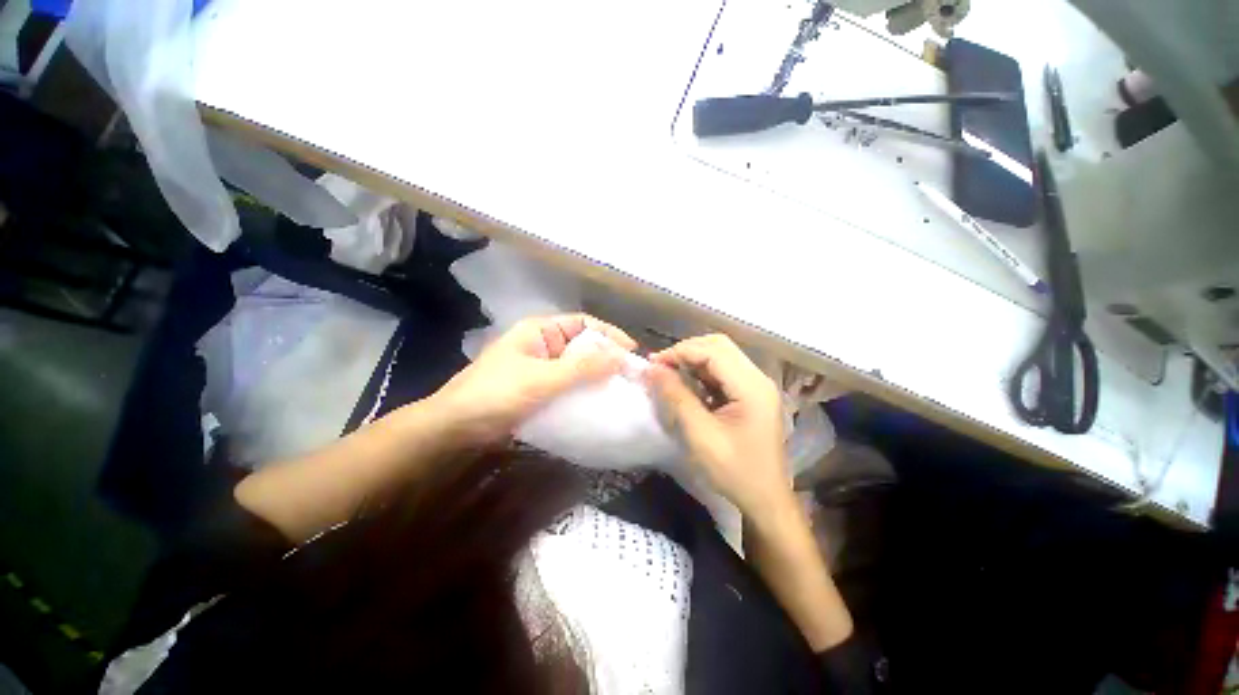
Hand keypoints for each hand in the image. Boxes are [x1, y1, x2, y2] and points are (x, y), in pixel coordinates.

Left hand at [430, 314, 636, 446]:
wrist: (454, 429)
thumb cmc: (496, 395)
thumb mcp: (542, 379)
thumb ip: (582, 367)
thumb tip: (621, 357)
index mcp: (539, 331)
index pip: (583, 323)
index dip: (609, 334)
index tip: (631, 351)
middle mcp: (542, 345)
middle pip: (581, 345)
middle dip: (606, 357)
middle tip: (630, 375)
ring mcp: (540, 368)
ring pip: (576, 367)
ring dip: (596, 376)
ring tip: (620, 389)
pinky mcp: (538, 390)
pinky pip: (567, 386)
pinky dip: (583, 392)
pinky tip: (598, 403)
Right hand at [647, 334, 789, 517]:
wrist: (765, 499)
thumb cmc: (735, 471)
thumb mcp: (700, 435)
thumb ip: (677, 397)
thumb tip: (653, 369)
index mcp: (751, 387)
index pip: (713, 351)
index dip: (680, 352)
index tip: (653, 364)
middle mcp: (757, 378)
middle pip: (719, 346)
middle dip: (686, 351)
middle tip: (661, 367)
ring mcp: (756, 385)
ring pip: (720, 356)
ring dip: (693, 361)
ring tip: (669, 374)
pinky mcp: (751, 394)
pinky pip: (723, 372)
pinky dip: (701, 373)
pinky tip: (687, 386)